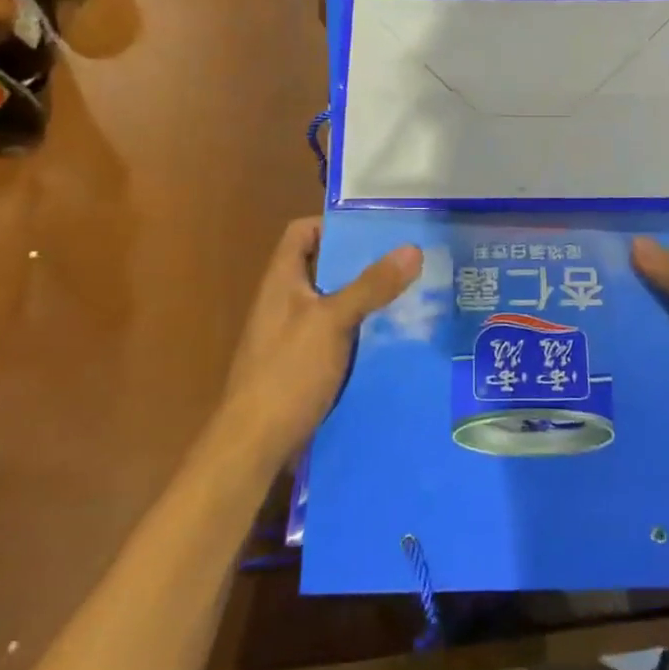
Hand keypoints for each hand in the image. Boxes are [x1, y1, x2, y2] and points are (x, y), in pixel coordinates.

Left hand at [218, 218, 421, 464]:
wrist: (255, 445)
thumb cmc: (287, 372)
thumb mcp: (332, 321)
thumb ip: (371, 285)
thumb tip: (412, 248)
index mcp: (283, 281)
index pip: (302, 233)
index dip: (334, 225)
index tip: (376, 230)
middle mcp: (286, 303)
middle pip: (325, 269)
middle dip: (364, 265)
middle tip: (409, 263)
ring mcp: (295, 337)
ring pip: (336, 306)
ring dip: (368, 302)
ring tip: (413, 297)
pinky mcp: (306, 368)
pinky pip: (339, 339)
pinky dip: (363, 335)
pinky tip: (395, 341)